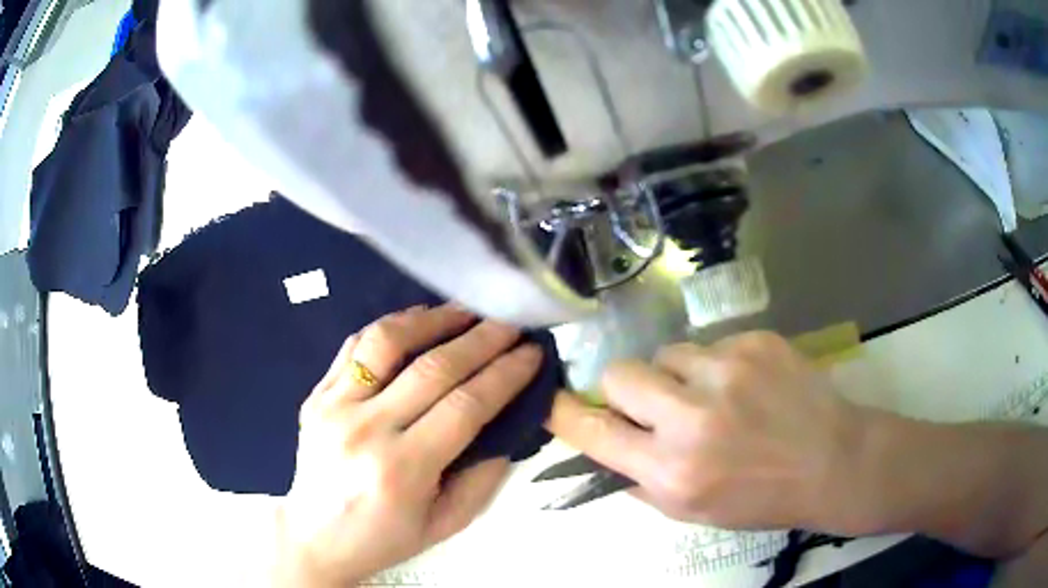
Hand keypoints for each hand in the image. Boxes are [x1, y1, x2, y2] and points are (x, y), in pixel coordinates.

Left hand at [273, 304, 542, 586]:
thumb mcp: (446, 523)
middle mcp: (365, 429)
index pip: (465, 406)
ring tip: (466, 310)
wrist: (316, 537)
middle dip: (482, 339)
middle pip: (433, 368)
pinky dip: (390, 326)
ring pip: (387, 342)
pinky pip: (355, 346)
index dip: (505, 374)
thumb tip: (509, 424)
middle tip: (511, 322)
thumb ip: (484, 476)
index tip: (532, 353)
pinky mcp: (315, 395)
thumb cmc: (385, 538)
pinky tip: (417, 319)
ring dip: (433, 320)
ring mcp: (333, 406)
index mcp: (402, 469)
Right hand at [546, 332, 868, 531]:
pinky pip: (711, 345)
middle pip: (620, 373)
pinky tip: (748, 386)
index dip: (566, 414)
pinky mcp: (755, 342)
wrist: (832, 461)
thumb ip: (640, 481)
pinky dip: (718, 366)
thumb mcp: (691, 512)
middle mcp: (693, 418)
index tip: (556, 403)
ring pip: (667, 353)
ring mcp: (727, 372)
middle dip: (626, 388)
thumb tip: (603, 448)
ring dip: (677, 375)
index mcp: (673, 471)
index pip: (593, 431)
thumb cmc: (761, 498)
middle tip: (654, 403)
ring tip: (714, 396)